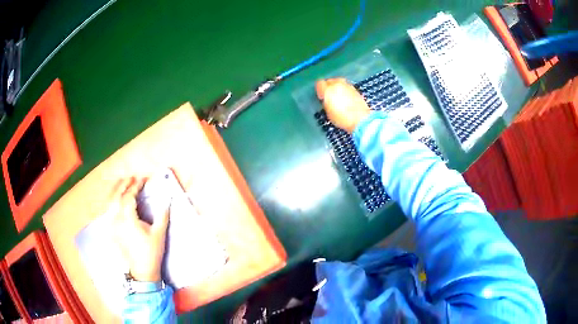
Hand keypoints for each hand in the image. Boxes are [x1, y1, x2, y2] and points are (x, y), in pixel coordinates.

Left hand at [109, 177, 169, 281]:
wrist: (142, 270)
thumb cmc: (151, 252)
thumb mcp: (159, 233)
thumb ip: (162, 214)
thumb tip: (167, 199)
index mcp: (128, 220)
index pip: (128, 197)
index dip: (135, 186)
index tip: (142, 180)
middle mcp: (116, 220)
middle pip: (115, 196)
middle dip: (123, 184)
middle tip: (131, 177)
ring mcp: (112, 225)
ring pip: (109, 203)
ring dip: (115, 190)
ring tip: (123, 183)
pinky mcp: (111, 230)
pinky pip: (108, 210)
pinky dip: (112, 200)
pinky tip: (116, 199)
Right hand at [315, 78, 370, 132]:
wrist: (360, 118)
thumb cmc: (342, 118)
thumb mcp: (329, 113)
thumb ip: (326, 103)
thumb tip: (327, 99)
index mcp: (328, 90)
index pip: (319, 83)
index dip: (319, 90)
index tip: (321, 96)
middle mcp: (337, 84)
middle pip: (330, 80)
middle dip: (328, 86)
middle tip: (330, 95)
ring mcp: (347, 85)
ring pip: (339, 81)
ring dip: (337, 86)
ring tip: (338, 95)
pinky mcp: (355, 89)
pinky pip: (346, 86)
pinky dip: (345, 90)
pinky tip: (346, 97)